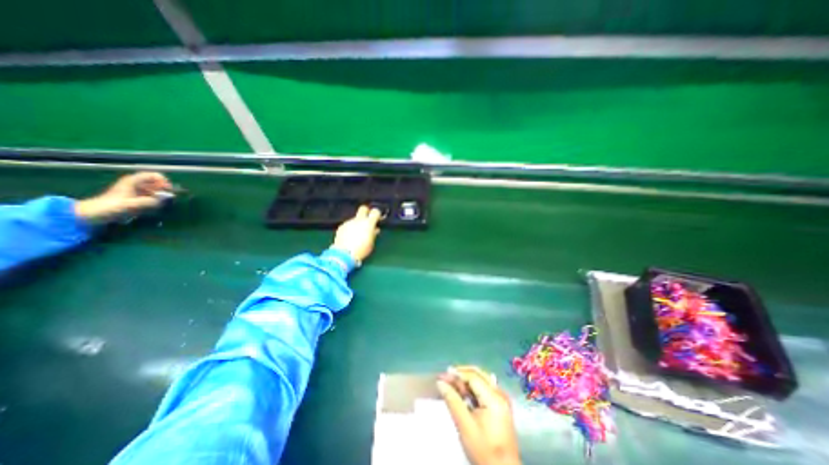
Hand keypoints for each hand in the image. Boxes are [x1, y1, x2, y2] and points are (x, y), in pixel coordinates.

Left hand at [74, 170, 171, 221]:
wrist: (92, 214)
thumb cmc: (109, 207)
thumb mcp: (130, 205)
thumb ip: (148, 202)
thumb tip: (163, 200)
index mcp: (132, 181)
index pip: (153, 175)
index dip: (163, 181)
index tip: (168, 190)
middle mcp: (135, 184)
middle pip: (156, 182)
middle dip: (164, 189)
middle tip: (168, 198)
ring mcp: (135, 191)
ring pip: (155, 189)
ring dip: (161, 195)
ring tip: (162, 203)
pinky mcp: (135, 198)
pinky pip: (151, 196)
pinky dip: (156, 200)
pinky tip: (156, 206)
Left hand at [330, 205, 381, 263]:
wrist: (344, 254)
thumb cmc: (361, 249)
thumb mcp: (371, 243)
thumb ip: (373, 234)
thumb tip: (374, 229)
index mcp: (368, 223)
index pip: (375, 212)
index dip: (377, 214)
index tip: (377, 219)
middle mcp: (358, 220)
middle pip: (363, 208)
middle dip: (366, 212)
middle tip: (367, 220)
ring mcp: (349, 222)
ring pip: (355, 219)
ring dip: (357, 223)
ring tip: (357, 234)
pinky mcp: (341, 227)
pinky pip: (348, 225)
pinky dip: (350, 229)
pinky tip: (349, 237)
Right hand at [436, 364, 518, 464]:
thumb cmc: (484, 450)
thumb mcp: (465, 426)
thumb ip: (453, 401)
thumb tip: (440, 382)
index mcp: (494, 398)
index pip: (473, 377)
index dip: (457, 374)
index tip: (442, 375)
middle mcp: (500, 394)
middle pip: (479, 374)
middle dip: (462, 373)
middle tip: (446, 376)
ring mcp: (502, 399)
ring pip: (482, 379)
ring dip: (467, 379)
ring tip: (452, 383)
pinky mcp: (500, 405)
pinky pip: (485, 387)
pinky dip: (473, 386)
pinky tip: (464, 392)